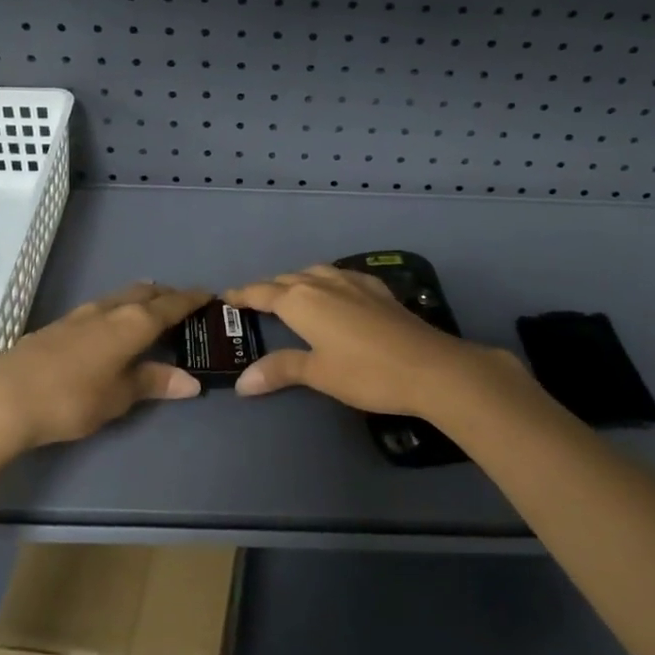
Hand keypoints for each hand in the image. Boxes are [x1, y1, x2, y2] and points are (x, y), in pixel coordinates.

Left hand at [0, 282, 208, 464]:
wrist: (3, 400)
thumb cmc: (71, 399)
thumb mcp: (119, 397)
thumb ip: (153, 383)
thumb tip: (192, 381)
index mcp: (132, 323)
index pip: (171, 305)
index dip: (192, 300)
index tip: (209, 296)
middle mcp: (108, 309)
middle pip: (144, 293)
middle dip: (166, 295)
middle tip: (182, 305)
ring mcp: (79, 315)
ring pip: (119, 297)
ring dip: (139, 301)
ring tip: (149, 313)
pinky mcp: (57, 325)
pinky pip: (99, 309)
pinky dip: (116, 312)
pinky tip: (109, 330)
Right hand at [223, 264, 517, 417]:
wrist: (429, 366)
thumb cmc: (365, 373)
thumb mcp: (318, 374)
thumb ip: (280, 371)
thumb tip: (243, 382)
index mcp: (302, 301)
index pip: (263, 292)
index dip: (243, 295)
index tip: (226, 296)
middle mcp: (324, 283)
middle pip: (287, 279)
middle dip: (268, 287)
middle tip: (254, 301)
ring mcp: (353, 283)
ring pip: (315, 272)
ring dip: (297, 280)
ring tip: (290, 293)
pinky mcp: (378, 290)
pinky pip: (341, 276)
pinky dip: (326, 280)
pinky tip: (335, 291)